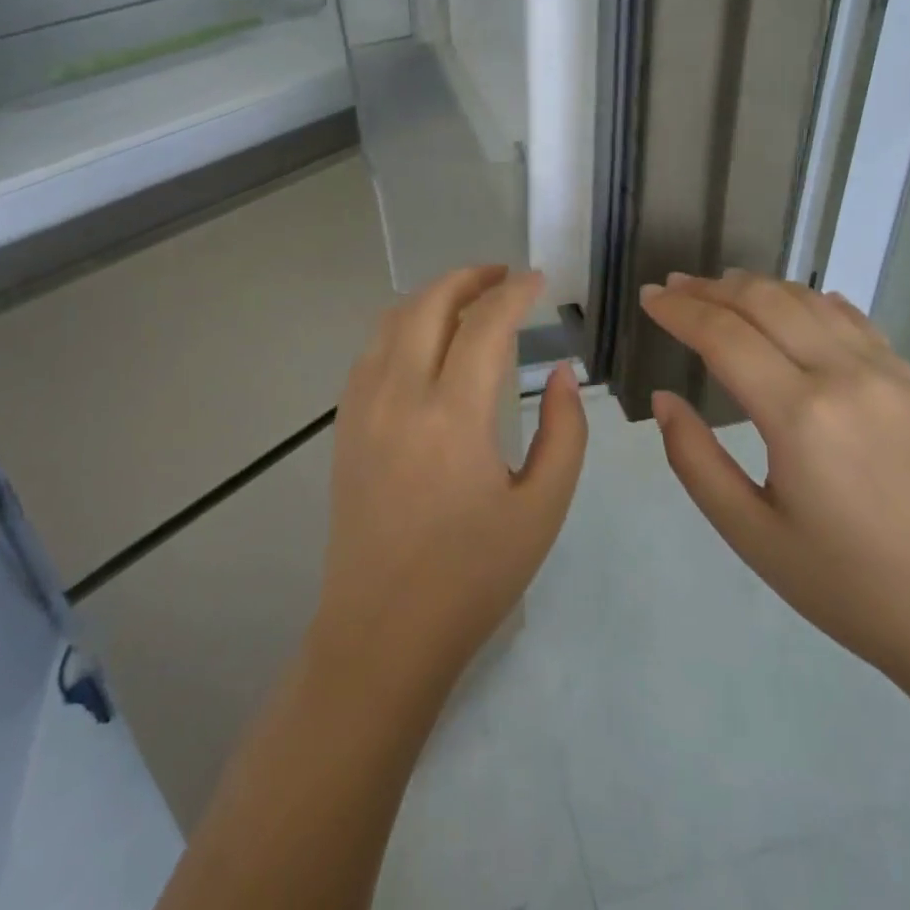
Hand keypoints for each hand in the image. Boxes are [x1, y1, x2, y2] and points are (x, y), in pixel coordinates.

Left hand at [313, 266, 587, 686]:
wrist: (382, 632)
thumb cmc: (472, 577)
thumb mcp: (541, 510)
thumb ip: (564, 432)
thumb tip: (561, 373)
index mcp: (453, 416)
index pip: (485, 324)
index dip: (516, 293)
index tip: (539, 281)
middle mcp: (400, 396)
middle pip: (429, 304)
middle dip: (469, 277)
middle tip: (504, 276)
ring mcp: (363, 407)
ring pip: (393, 320)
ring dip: (433, 296)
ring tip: (468, 298)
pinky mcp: (345, 424)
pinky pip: (372, 350)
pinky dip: (403, 325)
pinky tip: (426, 341)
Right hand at [639, 270, 909, 686]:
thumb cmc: (850, 586)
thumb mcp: (752, 535)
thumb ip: (696, 460)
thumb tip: (665, 400)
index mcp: (799, 415)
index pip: (723, 335)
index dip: (679, 310)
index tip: (648, 297)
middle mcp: (843, 375)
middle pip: (765, 302)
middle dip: (711, 288)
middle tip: (674, 285)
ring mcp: (886, 374)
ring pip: (809, 301)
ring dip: (758, 286)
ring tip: (721, 287)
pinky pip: (854, 320)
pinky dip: (812, 300)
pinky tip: (797, 302)